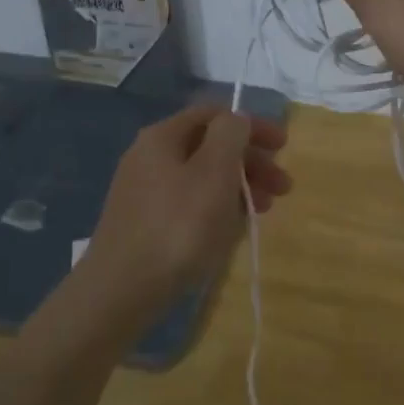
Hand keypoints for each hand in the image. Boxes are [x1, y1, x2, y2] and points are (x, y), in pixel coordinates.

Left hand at [79, 105, 290, 316]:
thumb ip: (230, 135)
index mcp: (163, 136)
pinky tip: (230, 230)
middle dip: (250, 161)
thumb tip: (237, 119)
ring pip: (201, 177)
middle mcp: (149, 156)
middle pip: (209, 145)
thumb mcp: (214, 172)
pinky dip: (215, 208)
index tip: (283, 148)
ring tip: (263, 211)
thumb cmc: (177, 226)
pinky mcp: (143, 223)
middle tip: (283, 188)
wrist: (120, 291)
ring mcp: (144, 191)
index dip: (253, 125)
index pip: (214, 114)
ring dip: (237, 187)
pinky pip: (188, 203)